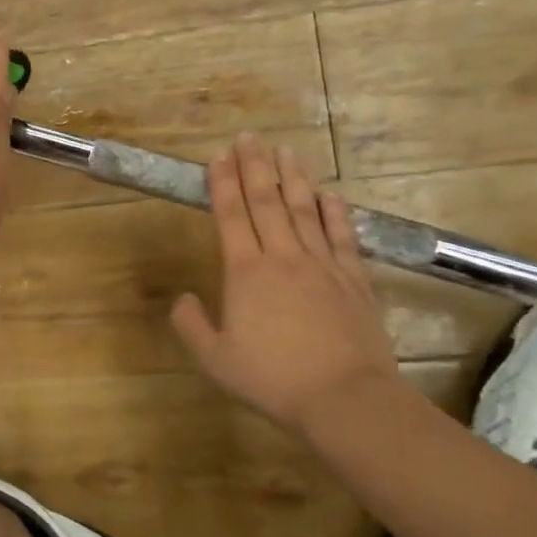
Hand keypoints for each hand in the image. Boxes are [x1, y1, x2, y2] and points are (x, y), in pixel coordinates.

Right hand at [171, 136, 398, 433]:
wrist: (345, 398)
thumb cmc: (273, 379)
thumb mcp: (215, 360)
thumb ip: (192, 326)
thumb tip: (182, 300)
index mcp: (246, 272)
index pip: (231, 215)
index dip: (223, 183)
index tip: (219, 156)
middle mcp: (283, 257)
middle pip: (267, 201)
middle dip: (255, 167)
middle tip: (249, 138)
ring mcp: (323, 265)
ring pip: (305, 210)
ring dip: (293, 178)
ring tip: (285, 151)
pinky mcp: (354, 280)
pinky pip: (341, 236)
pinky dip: (335, 211)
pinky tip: (331, 193)